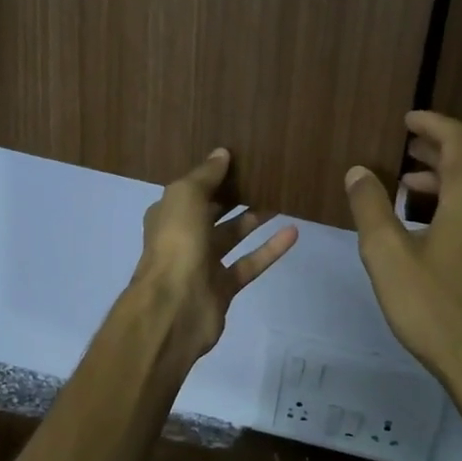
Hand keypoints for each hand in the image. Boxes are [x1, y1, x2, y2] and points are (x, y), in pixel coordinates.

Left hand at [132, 148, 298, 364]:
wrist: (174, 307)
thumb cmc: (176, 243)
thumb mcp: (185, 197)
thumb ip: (205, 176)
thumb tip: (222, 153)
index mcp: (168, 214)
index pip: (191, 190)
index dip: (212, 175)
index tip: (240, 159)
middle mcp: (183, 237)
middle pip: (212, 212)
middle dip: (235, 195)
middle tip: (265, 176)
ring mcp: (203, 264)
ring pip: (233, 236)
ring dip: (255, 218)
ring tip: (281, 198)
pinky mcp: (224, 287)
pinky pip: (250, 263)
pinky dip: (270, 249)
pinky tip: (293, 231)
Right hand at [344, 112, 461, 388]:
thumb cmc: (435, 308)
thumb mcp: (387, 256)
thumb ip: (370, 208)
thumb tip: (359, 172)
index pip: (457, 140)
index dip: (431, 123)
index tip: (408, 120)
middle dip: (433, 156)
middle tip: (403, 155)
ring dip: (445, 187)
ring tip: (409, 196)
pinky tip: (439, 233)